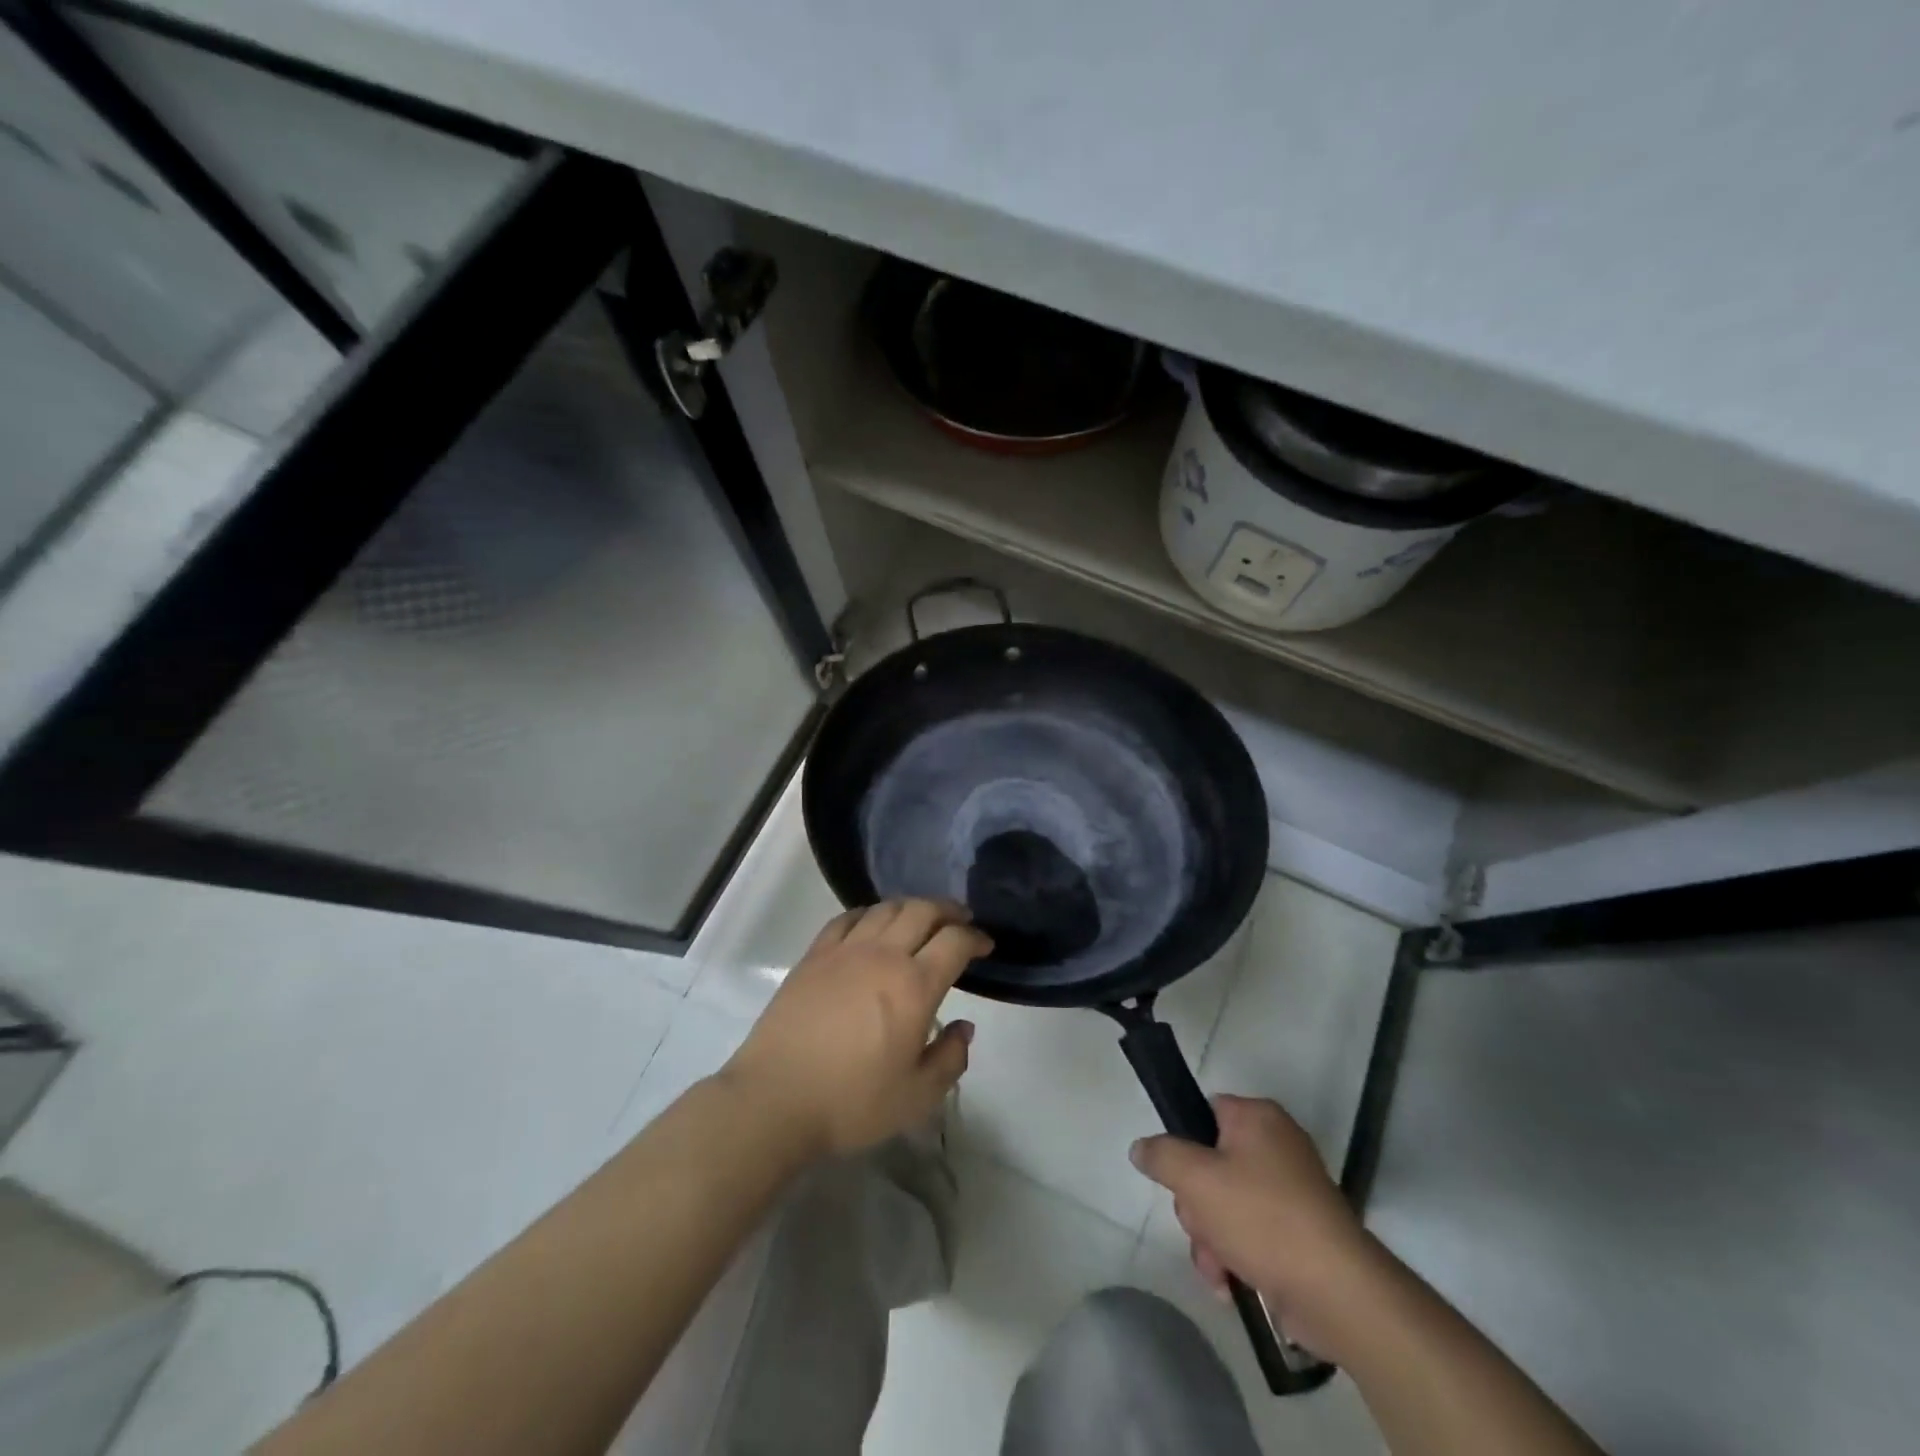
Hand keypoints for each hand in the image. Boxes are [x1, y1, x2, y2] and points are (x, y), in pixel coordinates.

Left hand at [721, 900, 992, 1158]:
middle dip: (949, 910)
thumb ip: (950, 1058)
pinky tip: (872, 924)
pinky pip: (848, 918)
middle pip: (923, 911)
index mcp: (914, 986)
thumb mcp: (916, 1096)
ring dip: (912, 906)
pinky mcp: (814, 955)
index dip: (976, 937)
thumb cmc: (851, 1102)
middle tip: (961, 920)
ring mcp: (845, 950)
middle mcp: (883, 955)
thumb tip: (964, 1027)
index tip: (986, 945)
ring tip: (921, 918)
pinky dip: (870, 913)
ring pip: (886, 908)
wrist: (775, 1099)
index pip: (955, 941)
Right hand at [1131, 1095, 1375, 1350]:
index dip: (1183, 1141)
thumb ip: (1161, 1156)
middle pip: (1209, 1163)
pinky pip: (1249, 1233)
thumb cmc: (1262, 1218)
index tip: (1176, 1173)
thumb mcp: (1195, 1178)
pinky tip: (1231, 1283)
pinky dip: (1234, 1256)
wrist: (1338, 1294)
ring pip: (1224, 1203)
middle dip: (1195, 1203)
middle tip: (1200, 1224)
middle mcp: (1276, 1145)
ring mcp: (1290, 1191)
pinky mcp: (1299, 1233)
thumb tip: (1141, 1148)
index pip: (1204, 1111)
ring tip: (1217, 1266)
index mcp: (1257, 1118)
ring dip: (1209, 1238)